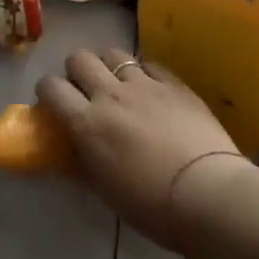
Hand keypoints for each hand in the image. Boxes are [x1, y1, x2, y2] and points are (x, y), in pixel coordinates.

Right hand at [37, 47, 251, 250]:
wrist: (210, 195)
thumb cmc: (152, 205)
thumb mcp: (105, 190)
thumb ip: (83, 162)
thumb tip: (72, 151)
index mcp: (86, 123)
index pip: (51, 87)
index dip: (47, 91)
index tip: (54, 103)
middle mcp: (109, 95)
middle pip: (79, 58)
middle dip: (76, 71)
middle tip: (86, 91)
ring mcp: (144, 85)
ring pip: (113, 53)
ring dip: (109, 66)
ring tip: (119, 85)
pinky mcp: (175, 85)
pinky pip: (150, 64)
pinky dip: (144, 73)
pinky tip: (151, 90)